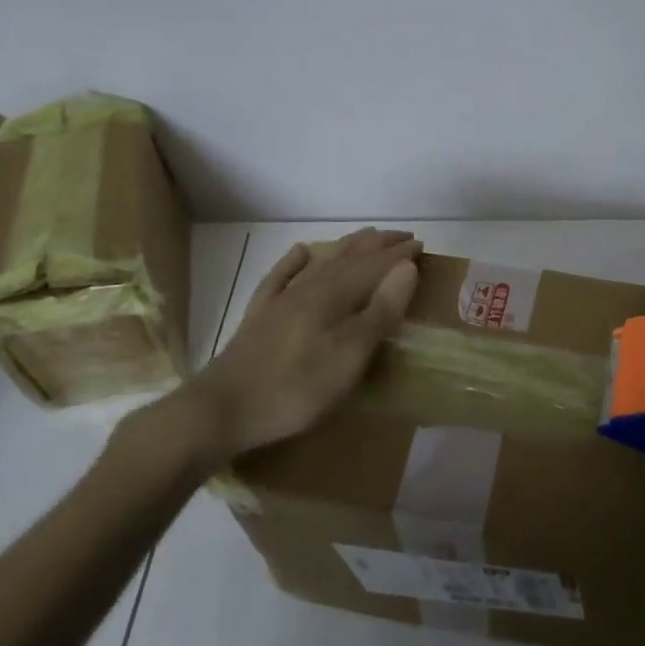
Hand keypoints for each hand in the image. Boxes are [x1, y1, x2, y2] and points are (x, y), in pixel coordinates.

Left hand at [177, 228, 421, 460]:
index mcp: (336, 296)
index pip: (375, 266)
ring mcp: (281, 300)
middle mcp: (310, 288)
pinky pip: (280, 278)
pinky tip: (299, 252)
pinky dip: (293, 262)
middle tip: (402, 236)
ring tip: (365, 237)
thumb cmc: (297, 387)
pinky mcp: (260, 317)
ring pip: (321, 263)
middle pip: (350, 258)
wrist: (222, 409)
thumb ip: (381, 310)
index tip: (422, 245)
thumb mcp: (351, 355)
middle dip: (378, 245)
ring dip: (347, 247)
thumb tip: (407, 266)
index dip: (400, 254)